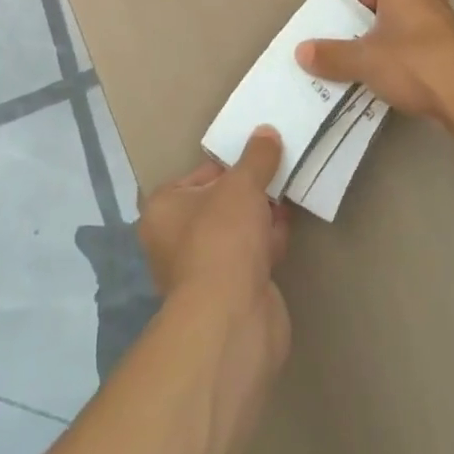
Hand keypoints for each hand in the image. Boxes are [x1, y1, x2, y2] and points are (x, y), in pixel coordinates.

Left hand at [138, 130, 292, 365]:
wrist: (233, 321)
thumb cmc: (222, 238)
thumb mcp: (242, 184)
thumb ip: (256, 157)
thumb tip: (266, 133)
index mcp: (164, 209)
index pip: (201, 175)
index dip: (231, 164)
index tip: (260, 156)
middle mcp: (176, 240)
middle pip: (220, 203)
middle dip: (250, 191)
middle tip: (279, 172)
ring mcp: (203, 271)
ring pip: (238, 232)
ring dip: (262, 216)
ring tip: (289, 194)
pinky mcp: (231, 296)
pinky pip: (252, 257)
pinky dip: (269, 242)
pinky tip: (288, 228)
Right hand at [295, 0, 453, 124]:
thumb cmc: (413, 64)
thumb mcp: (364, 62)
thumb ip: (331, 55)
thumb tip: (300, 51)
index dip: (351, 12)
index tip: (343, 38)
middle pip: (388, 5)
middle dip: (373, 27)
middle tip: (360, 53)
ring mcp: (447, 16)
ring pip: (409, 25)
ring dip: (395, 43)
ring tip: (382, 71)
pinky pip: (427, 43)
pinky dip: (416, 57)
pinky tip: (410, 82)